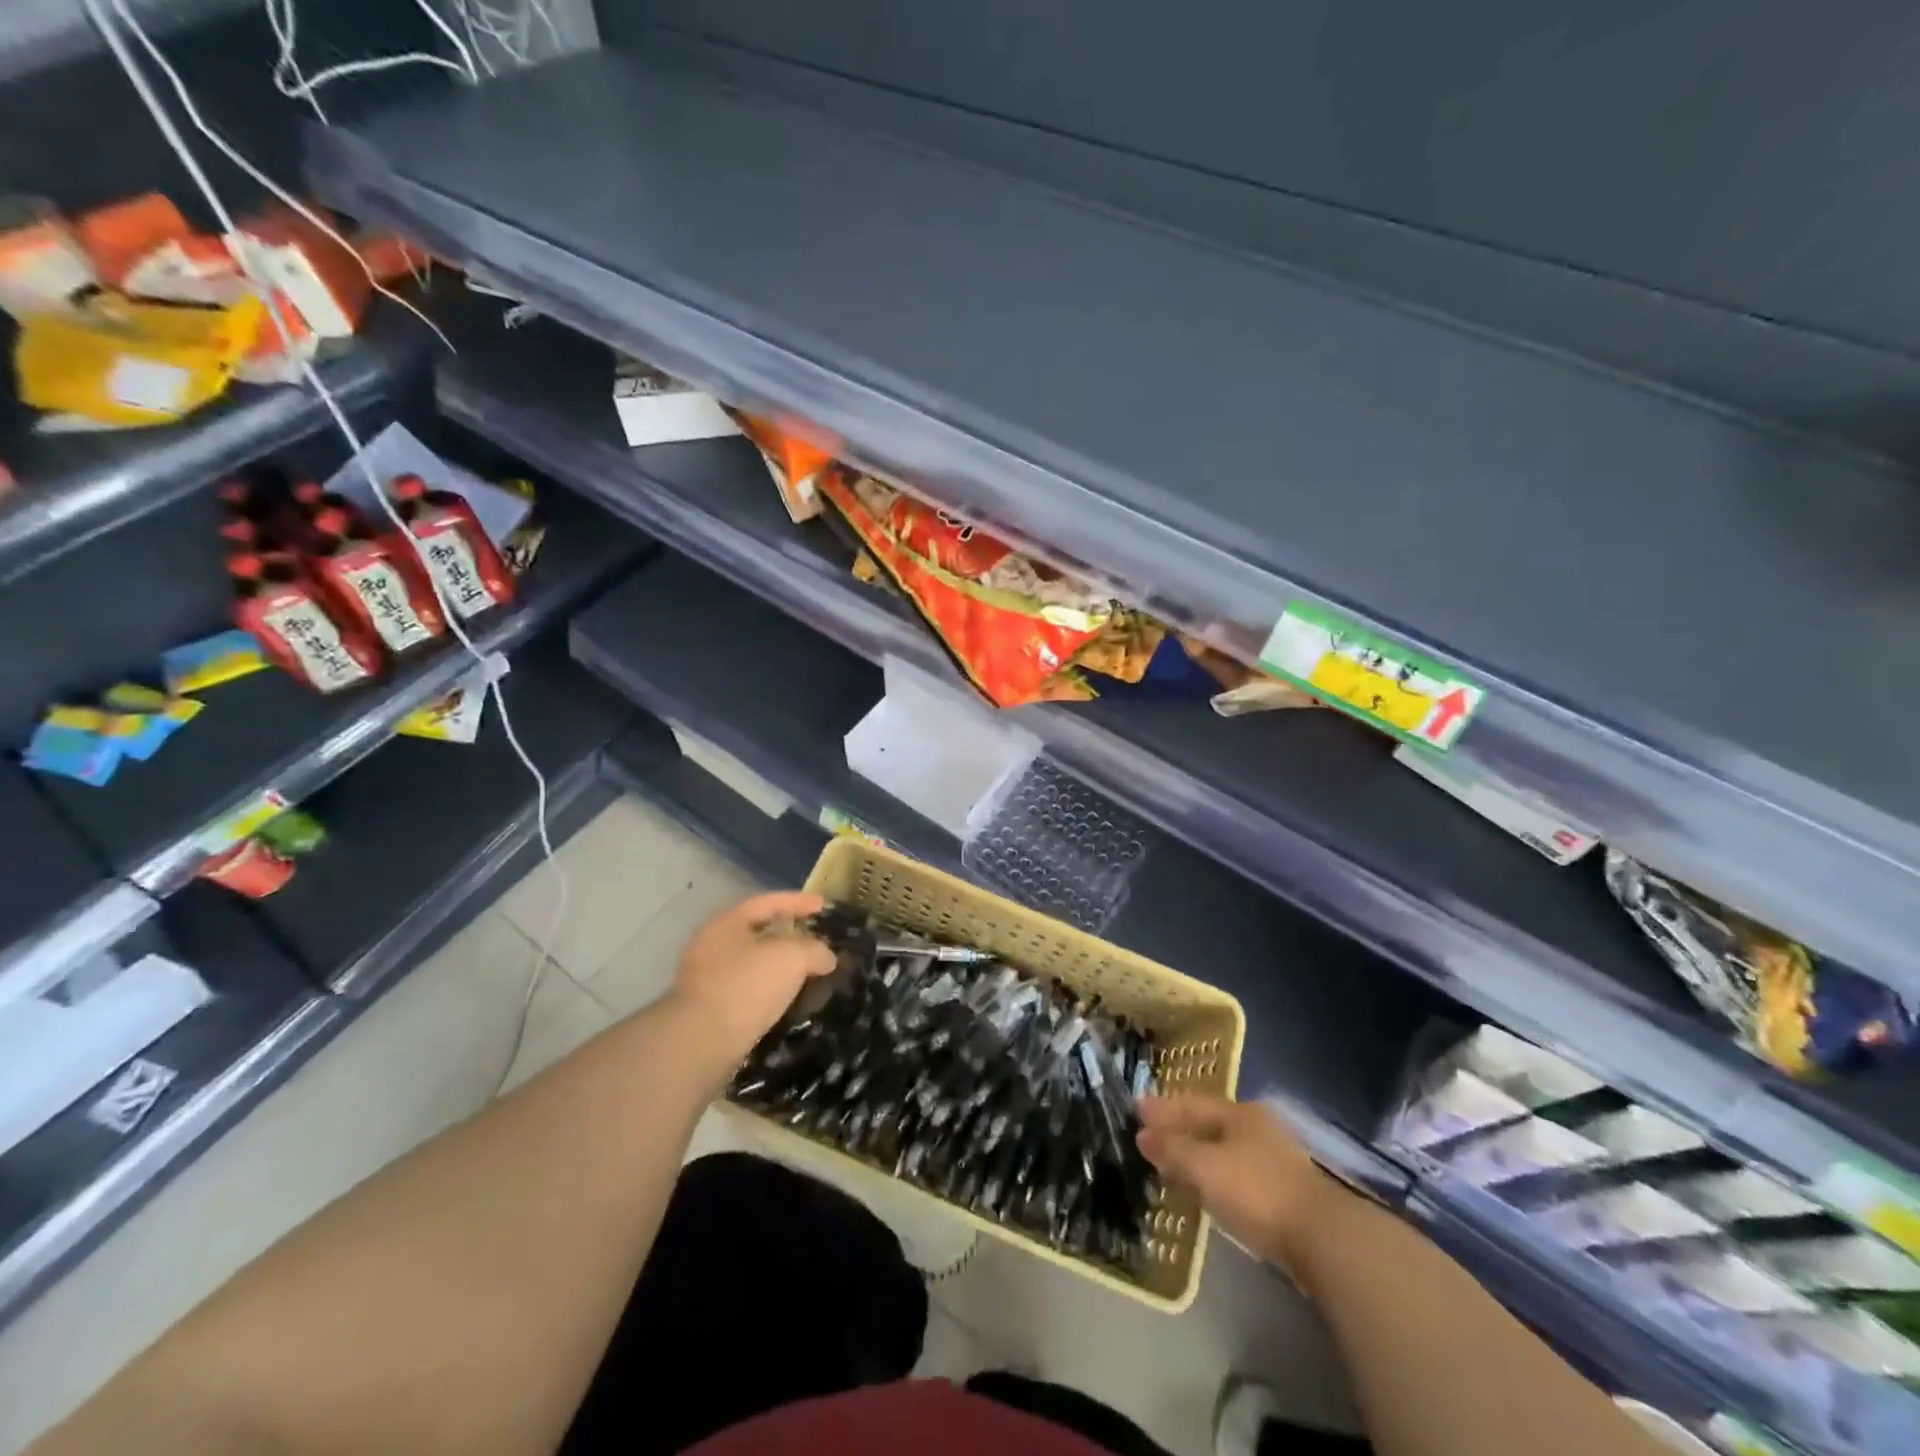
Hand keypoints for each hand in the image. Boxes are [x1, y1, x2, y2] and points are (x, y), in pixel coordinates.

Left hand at [667, 892, 836, 1066]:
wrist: (702, 1043)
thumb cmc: (747, 985)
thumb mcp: (793, 957)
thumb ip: (815, 950)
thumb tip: (825, 957)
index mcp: (727, 923)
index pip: (768, 902)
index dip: (799, 902)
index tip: (823, 906)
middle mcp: (711, 945)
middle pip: (758, 933)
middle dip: (789, 937)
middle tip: (816, 941)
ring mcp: (706, 979)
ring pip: (752, 965)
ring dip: (780, 968)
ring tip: (808, 975)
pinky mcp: (708, 1011)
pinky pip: (747, 992)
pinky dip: (769, 992)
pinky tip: (788, 1001)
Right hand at [1137, 1094, 1341, 1274]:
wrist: (1324, 1239)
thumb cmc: (1258, 1191)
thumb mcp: (1206, 1167)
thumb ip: (1173, 1150)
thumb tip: (1142, 1134)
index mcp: (1240, 1113)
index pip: (1192, 1103)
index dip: (1162, 1107)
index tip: (1136, 1108)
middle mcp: (1258, 1128)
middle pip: (1209, 1123)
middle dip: (1179, 1128)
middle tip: (1151, 1134)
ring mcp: (1275, 1159)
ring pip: (1224, 1148)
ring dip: (1197, 1153)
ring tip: (1173, 1162)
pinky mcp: (1285, 1192)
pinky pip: (1236, 1172)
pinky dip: (1215, 1174)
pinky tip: (1206, 1188)